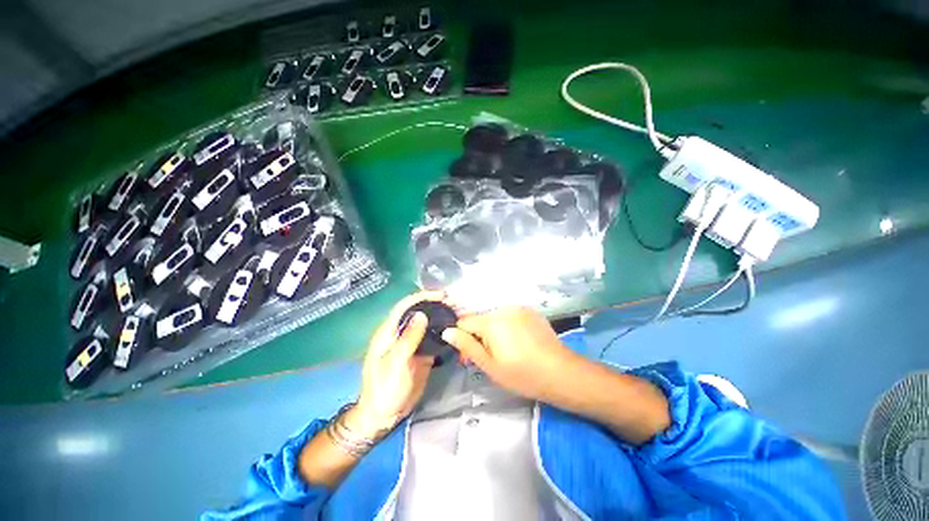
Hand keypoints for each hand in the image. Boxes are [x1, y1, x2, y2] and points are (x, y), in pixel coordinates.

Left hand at [348, 292, 443, 437]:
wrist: (384, 416)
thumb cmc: (384, 389)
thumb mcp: (395, 364)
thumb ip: (408, 339)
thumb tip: (422, 315)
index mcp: (389, 332)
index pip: (405, 306)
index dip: (422, 296)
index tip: (442, 295)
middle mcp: (401, 334)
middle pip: (419, 312)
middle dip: (436, 305)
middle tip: (456, 304)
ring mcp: (412, 344)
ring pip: (428, 325)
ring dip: (442, 317)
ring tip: (460, 314)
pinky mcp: (421, 354)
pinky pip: (433, 339)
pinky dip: (444, 333)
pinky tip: (456, 331)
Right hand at [441, 307, 583, 403]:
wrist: (561, 372)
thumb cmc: (522, 374)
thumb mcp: (490, 366)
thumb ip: (467, 346)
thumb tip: (447, 331)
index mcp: (491, 321)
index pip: (464, 321)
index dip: (462, 337)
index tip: (468, 355)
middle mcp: (503, 308)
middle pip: (480, 319)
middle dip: (479, 336)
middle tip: (488, 357)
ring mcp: (518, 308)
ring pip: (495, 317)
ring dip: (493, 331)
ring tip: (505, 350)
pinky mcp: (530, 311)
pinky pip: (510, 315)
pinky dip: (507, 326)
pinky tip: (518, 342)